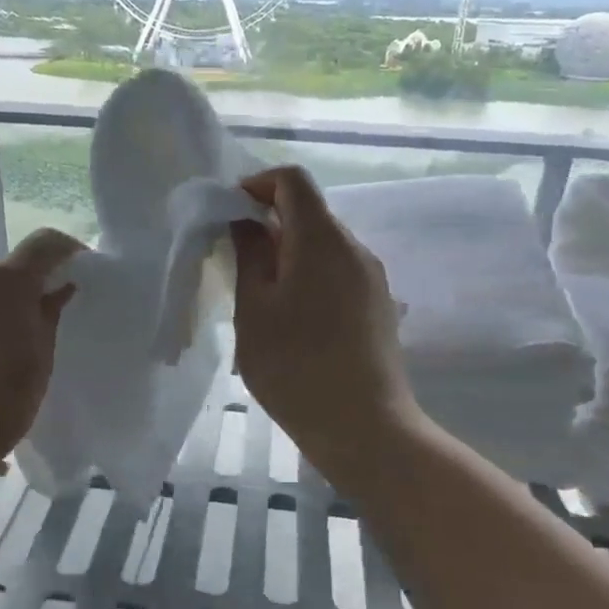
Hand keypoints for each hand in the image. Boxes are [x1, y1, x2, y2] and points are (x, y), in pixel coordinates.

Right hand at [230, 167, 419, 464]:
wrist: (365, 428)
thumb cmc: (296, 367)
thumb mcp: (254, 310)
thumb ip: (248, 255)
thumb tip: (246, 222)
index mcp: (321, 239)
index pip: (292, 180)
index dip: (256, 185)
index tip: (229, 216)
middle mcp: (354, 248)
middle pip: (309, 212)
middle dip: (268, 223)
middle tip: (236, 262)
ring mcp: (372, 278)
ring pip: (323, 245)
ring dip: (289, 254)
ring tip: (262, 298)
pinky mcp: (379, 306)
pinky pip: (339, 272)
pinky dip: (310, 276)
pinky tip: (295, 321)